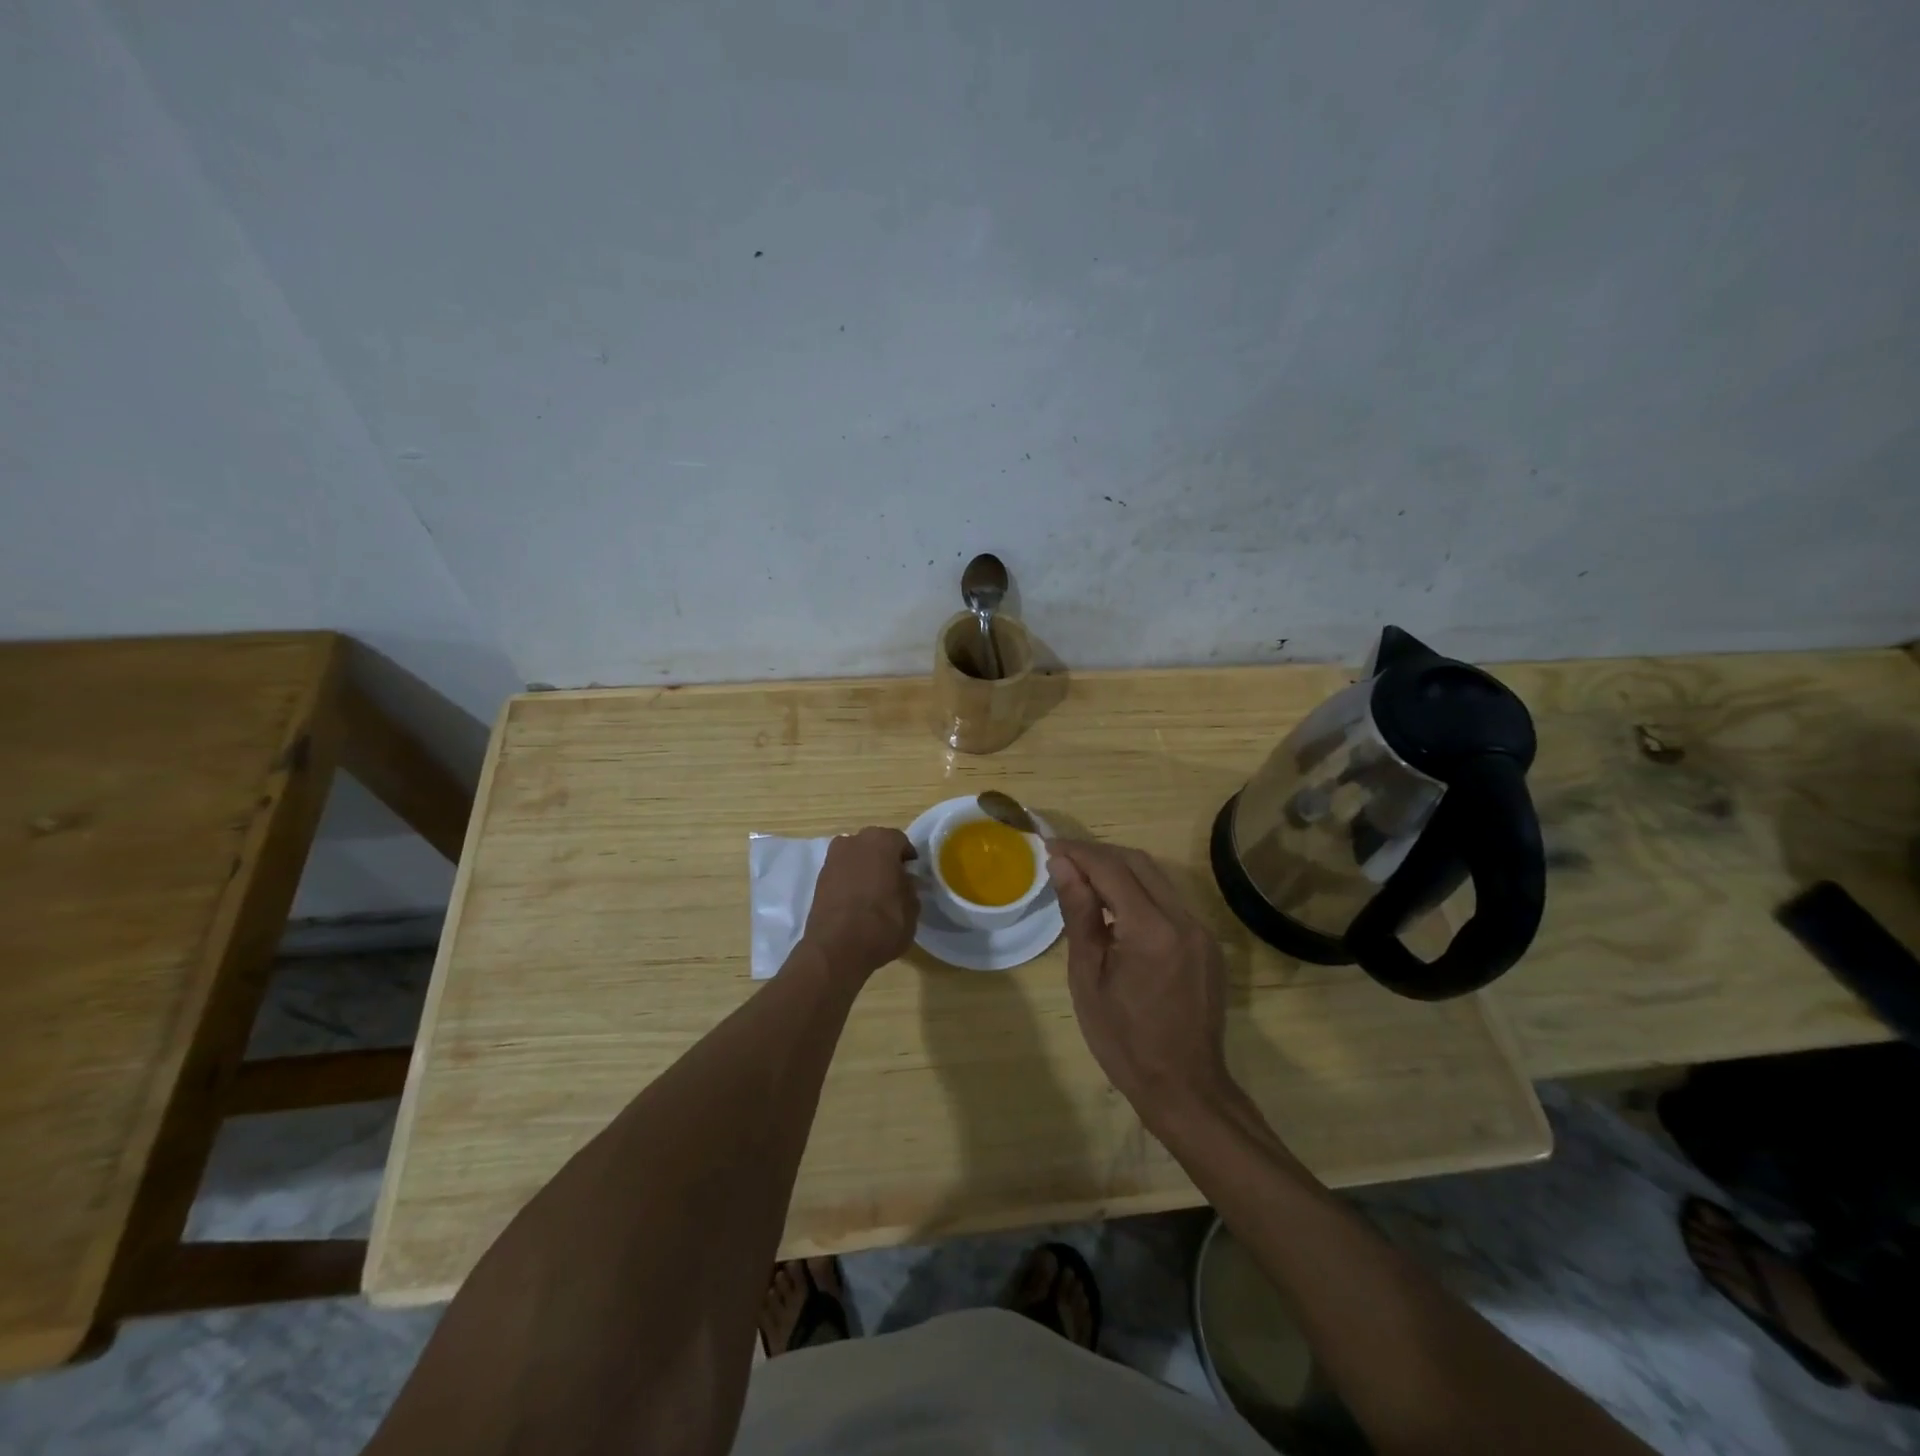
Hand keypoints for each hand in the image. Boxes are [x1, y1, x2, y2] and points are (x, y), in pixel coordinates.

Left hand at [800, 826, 919, 979]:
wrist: (836, 949)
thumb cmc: (882, 924)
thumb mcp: (912, 908)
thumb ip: (910, 887)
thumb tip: (904, 881)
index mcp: (881, 841)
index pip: (900, 841)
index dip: (907, 858)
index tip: (912, 874)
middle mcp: (854, 841)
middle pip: (875, 844)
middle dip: (884, 858)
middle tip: (894, 881)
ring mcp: (832, 858)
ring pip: (856, 857)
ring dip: (865, 868)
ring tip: (874, 892)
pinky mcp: (818, 878)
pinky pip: (841, 872)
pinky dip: (849, 880)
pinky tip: (856, 901)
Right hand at [1047, 839, 1239, 1130]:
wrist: (1185, 1088)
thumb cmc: (1124, 1041)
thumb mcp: (1088, 978)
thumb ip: (1080, 914)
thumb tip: (1062, 865)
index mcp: (1152, 930)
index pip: (1111, 868)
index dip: (1078, 852)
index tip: (1049, 847)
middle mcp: (1183, 919)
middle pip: (1138, 863)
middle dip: (1098, 854)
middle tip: (1062, 859)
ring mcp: (1201, 930)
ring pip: (1156, 879)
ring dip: (1119, 870)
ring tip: (1083, 879)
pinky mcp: (1207, 944)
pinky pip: (1169, 902)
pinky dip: (1139, 893)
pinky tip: (1115, 910)